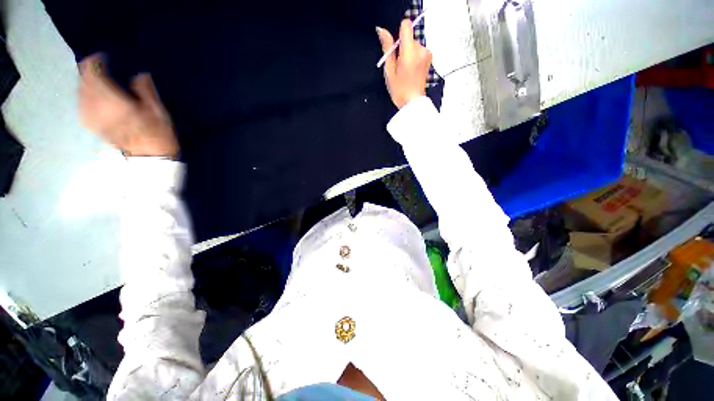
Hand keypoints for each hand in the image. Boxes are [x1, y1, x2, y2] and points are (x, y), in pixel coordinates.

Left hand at [79, 54, 178, 157]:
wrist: (149, 159)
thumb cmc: (158, 136)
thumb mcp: (160, 113)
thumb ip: (147, 92)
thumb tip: (140, 74)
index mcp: (116, 102)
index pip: (95, 76)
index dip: (95, 63)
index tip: (101, 57)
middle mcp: (99, 108)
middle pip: (85, 83)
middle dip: (88, 72)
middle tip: (97, 66)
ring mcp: (93, 118)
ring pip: (80, 94)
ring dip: (85, 84)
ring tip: (93, 79)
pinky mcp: (93, 126)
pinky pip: (81, 106)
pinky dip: (83, 97)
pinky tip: (89, 96)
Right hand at [376, 20, 431, 108]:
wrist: (412, 102)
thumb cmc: (400, 90)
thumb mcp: (389, 70)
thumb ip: (387, 47)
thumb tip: (382, 31)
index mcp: (409, 52)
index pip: (406, 25)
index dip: (398, 34)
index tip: (395, 48)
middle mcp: (421, 50)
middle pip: (409, 37)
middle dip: (402, 48)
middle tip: (398, 65)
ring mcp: (426, 53)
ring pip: (414, 44)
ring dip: (408, 53)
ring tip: (404, 70)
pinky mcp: (429, 57)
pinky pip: (419, 50)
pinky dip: (414, 57)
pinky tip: (410, 70)